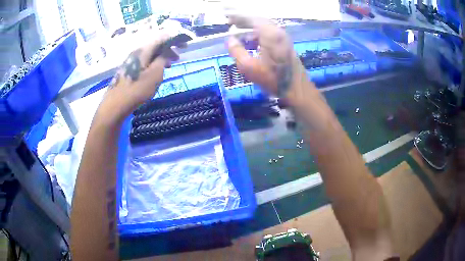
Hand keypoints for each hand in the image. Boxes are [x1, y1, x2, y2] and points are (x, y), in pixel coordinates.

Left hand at [98, 34, 179, 121]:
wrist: (115, 104)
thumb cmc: (137, 89)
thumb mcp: (155, 74)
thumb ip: (163, 59)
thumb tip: (167, 51)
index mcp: (144, 50)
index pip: (162, 38)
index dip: (175, 39)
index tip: (184, 46)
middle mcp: (137, 51)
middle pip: (155, 45)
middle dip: (168, 49)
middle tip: (177, 59)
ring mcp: (131, 60)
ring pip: (150, 54)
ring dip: (161, 57)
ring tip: (168, 66)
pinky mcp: (128, 69)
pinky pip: (144, 61)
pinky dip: (153, 63)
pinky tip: (155, 73)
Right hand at [227, 16, 305, 97]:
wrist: (297, 89)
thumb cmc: (273, 79)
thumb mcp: (249, 67)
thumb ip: (237, 51)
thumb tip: (230, 40)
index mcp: (270, 34)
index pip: (251, 18)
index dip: (237, 16)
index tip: (226, 17)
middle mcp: (278, 31)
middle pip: (258, 20)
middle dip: (243, 20)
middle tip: (230, 22)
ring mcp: (283, 37)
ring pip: (264, 26)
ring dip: (250, 27)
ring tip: (237, 31)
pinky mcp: (285, 44)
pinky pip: (269, 32)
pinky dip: (257, 33)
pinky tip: (250, 40)